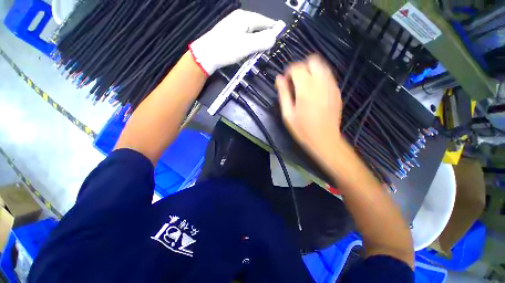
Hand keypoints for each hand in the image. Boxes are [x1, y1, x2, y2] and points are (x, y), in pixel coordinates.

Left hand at [189, 9, 284, 75]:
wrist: (206, 55)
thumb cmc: (226, 49)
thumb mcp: (246, 46)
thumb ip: (262, 41)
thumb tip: (274, 38)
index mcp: (245, 18)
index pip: (265, 21)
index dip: (273, 29)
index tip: (279, 37)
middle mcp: (240, 19)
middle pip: (258, 27)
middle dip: (265, 38)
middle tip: (269, 49)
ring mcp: (234, 27)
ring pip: (252, 34)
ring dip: (257, 43)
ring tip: (260, 52)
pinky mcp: (230, 35)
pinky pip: (245, 39)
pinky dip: (250, 45)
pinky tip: (249, 52)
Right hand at [276, 55, 342, 160]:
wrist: (325, 139)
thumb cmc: (303, 129)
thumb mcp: (288, 114)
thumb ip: (283, 94)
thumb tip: (278, 79)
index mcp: (306, 88)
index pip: (297, 67)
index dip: (288, 72)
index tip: (285, 82)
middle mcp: (321, 82)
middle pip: (313, 60)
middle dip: (301, 67)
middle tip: (295, 82)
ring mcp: (331, 86)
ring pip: (322, 66)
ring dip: (310, 71)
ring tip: (303, 86)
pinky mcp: (336, 91)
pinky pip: (327, 76)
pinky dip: (319, 78)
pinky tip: (314, 92)